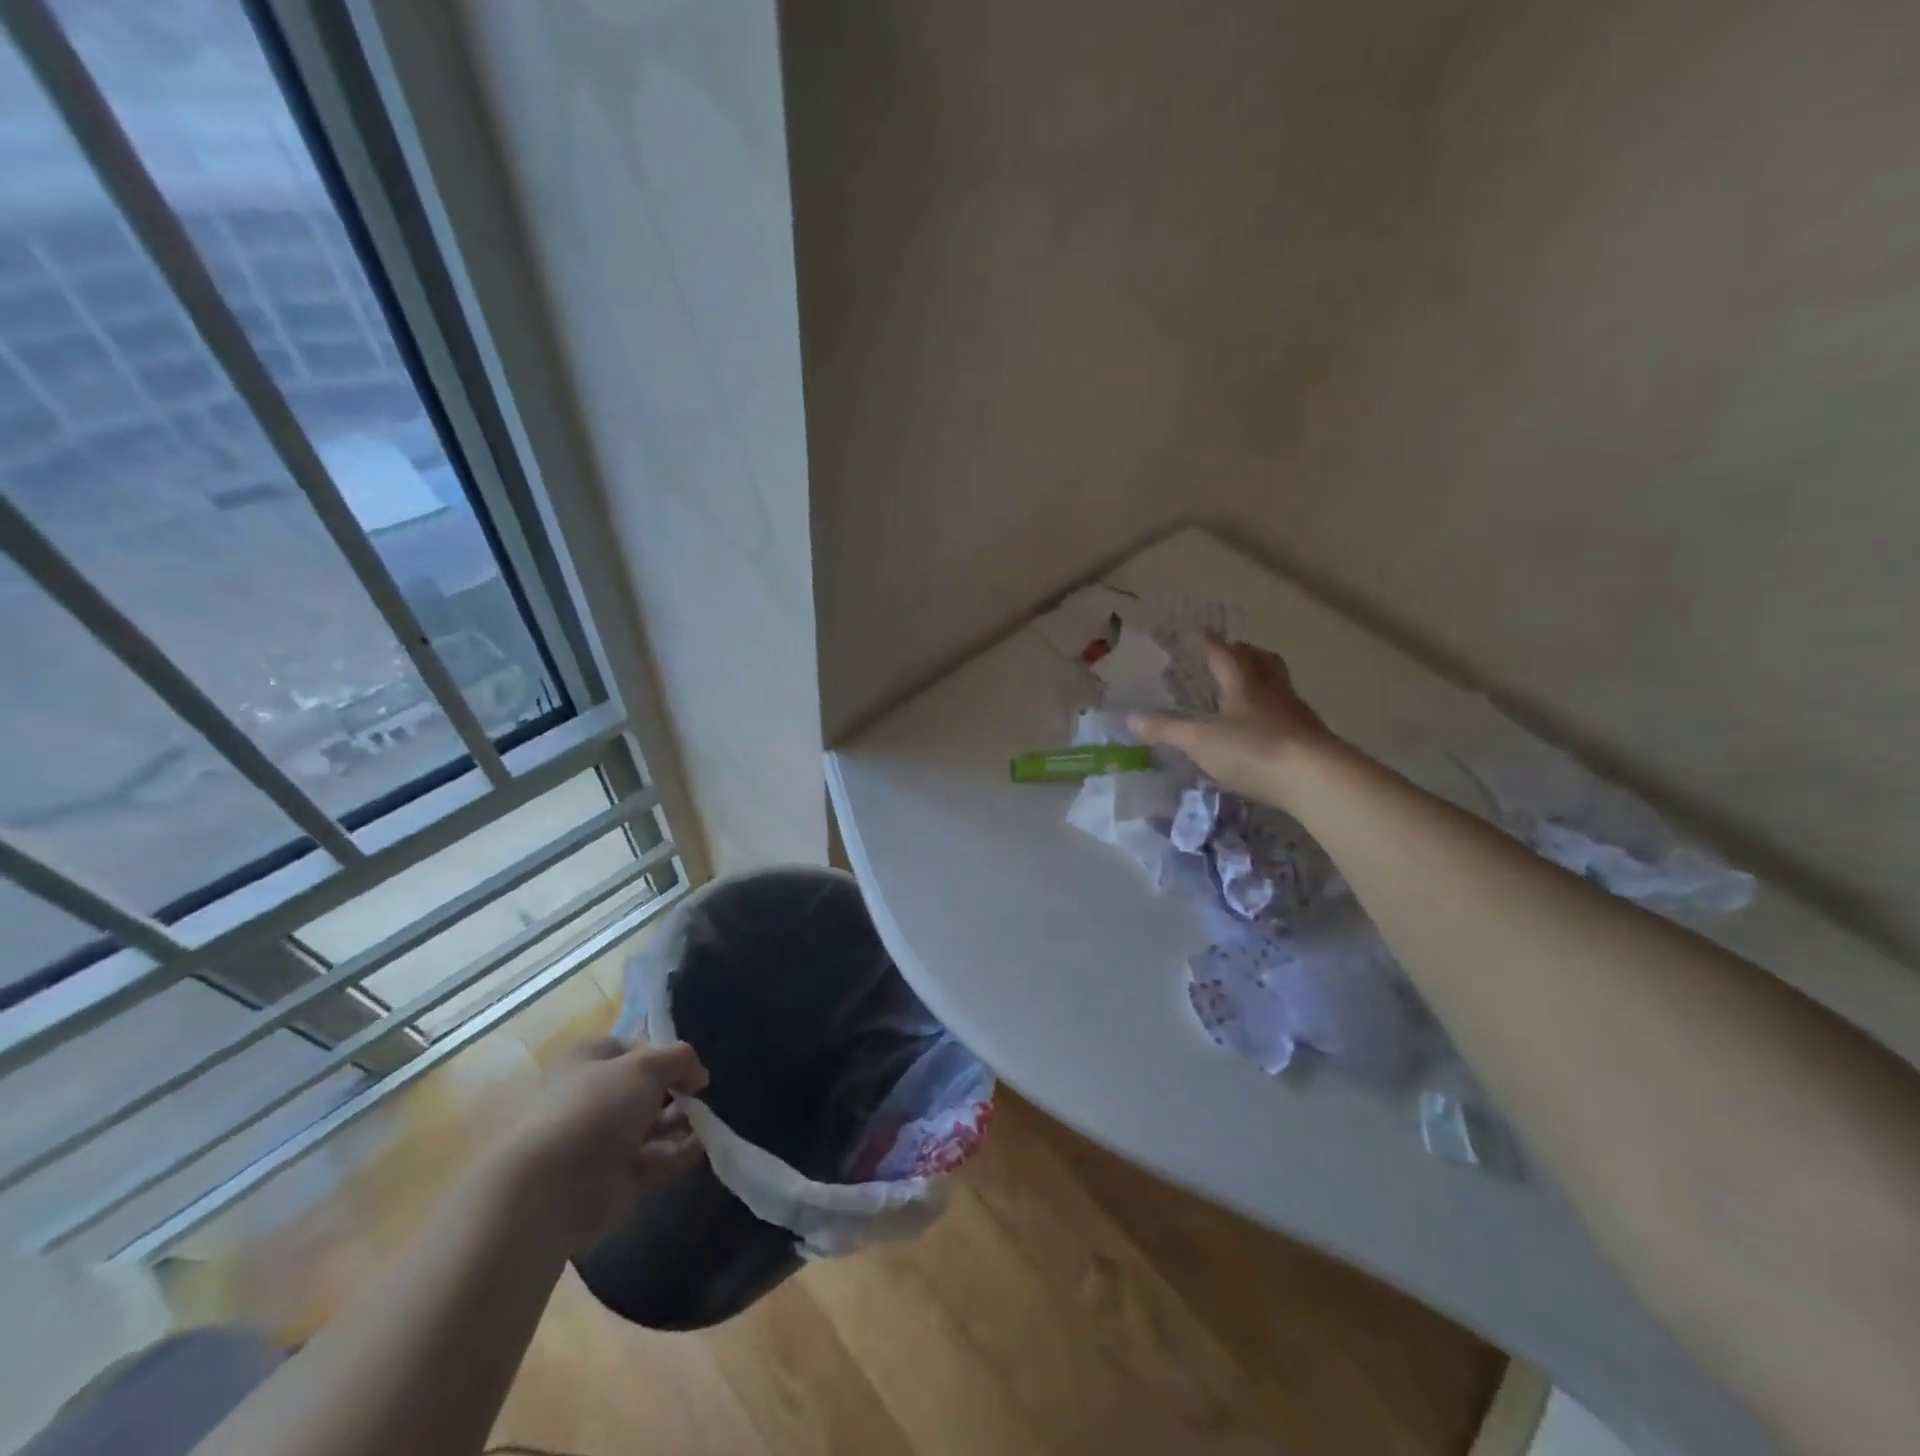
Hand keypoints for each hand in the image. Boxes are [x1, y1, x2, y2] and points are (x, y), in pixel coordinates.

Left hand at [487, 1036, 709, 1256]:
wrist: (550, 1192)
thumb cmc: (595, 1110)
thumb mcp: (646, 1065)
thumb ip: (680, 1059)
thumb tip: (696, 1075)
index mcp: (587, 1061)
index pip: (633, 1048)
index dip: (663, 1054)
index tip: (688, 1067)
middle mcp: (591, 1098)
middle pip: (645, 1089)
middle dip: (676, 1092)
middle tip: (699, 1098)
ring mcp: (600, 1141)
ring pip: (651, 1125)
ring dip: (681, 1122)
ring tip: (704, 1123)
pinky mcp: (611, 1179)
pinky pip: (652, 1159)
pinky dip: (676, 1153)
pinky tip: (698, 1148)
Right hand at [1130, 636, 1331, 801]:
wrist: (1315, 779)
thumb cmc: (1253, 750)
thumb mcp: (1200, 742)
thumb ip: (1167, 730)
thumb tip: (1131, 717)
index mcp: (1243, 683)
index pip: (1225, 654)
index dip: (1211, 643)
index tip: (1201, 633)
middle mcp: (1272, 690)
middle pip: (1261, 662)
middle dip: (1245, 654)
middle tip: (1232, 652)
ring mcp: (1295, 713)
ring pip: (1279, 685)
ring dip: (1263, 679)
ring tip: (1248, 687)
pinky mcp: (1310, 738)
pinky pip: (1288, 713)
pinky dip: (1274, 711)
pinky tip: (1265, 727)